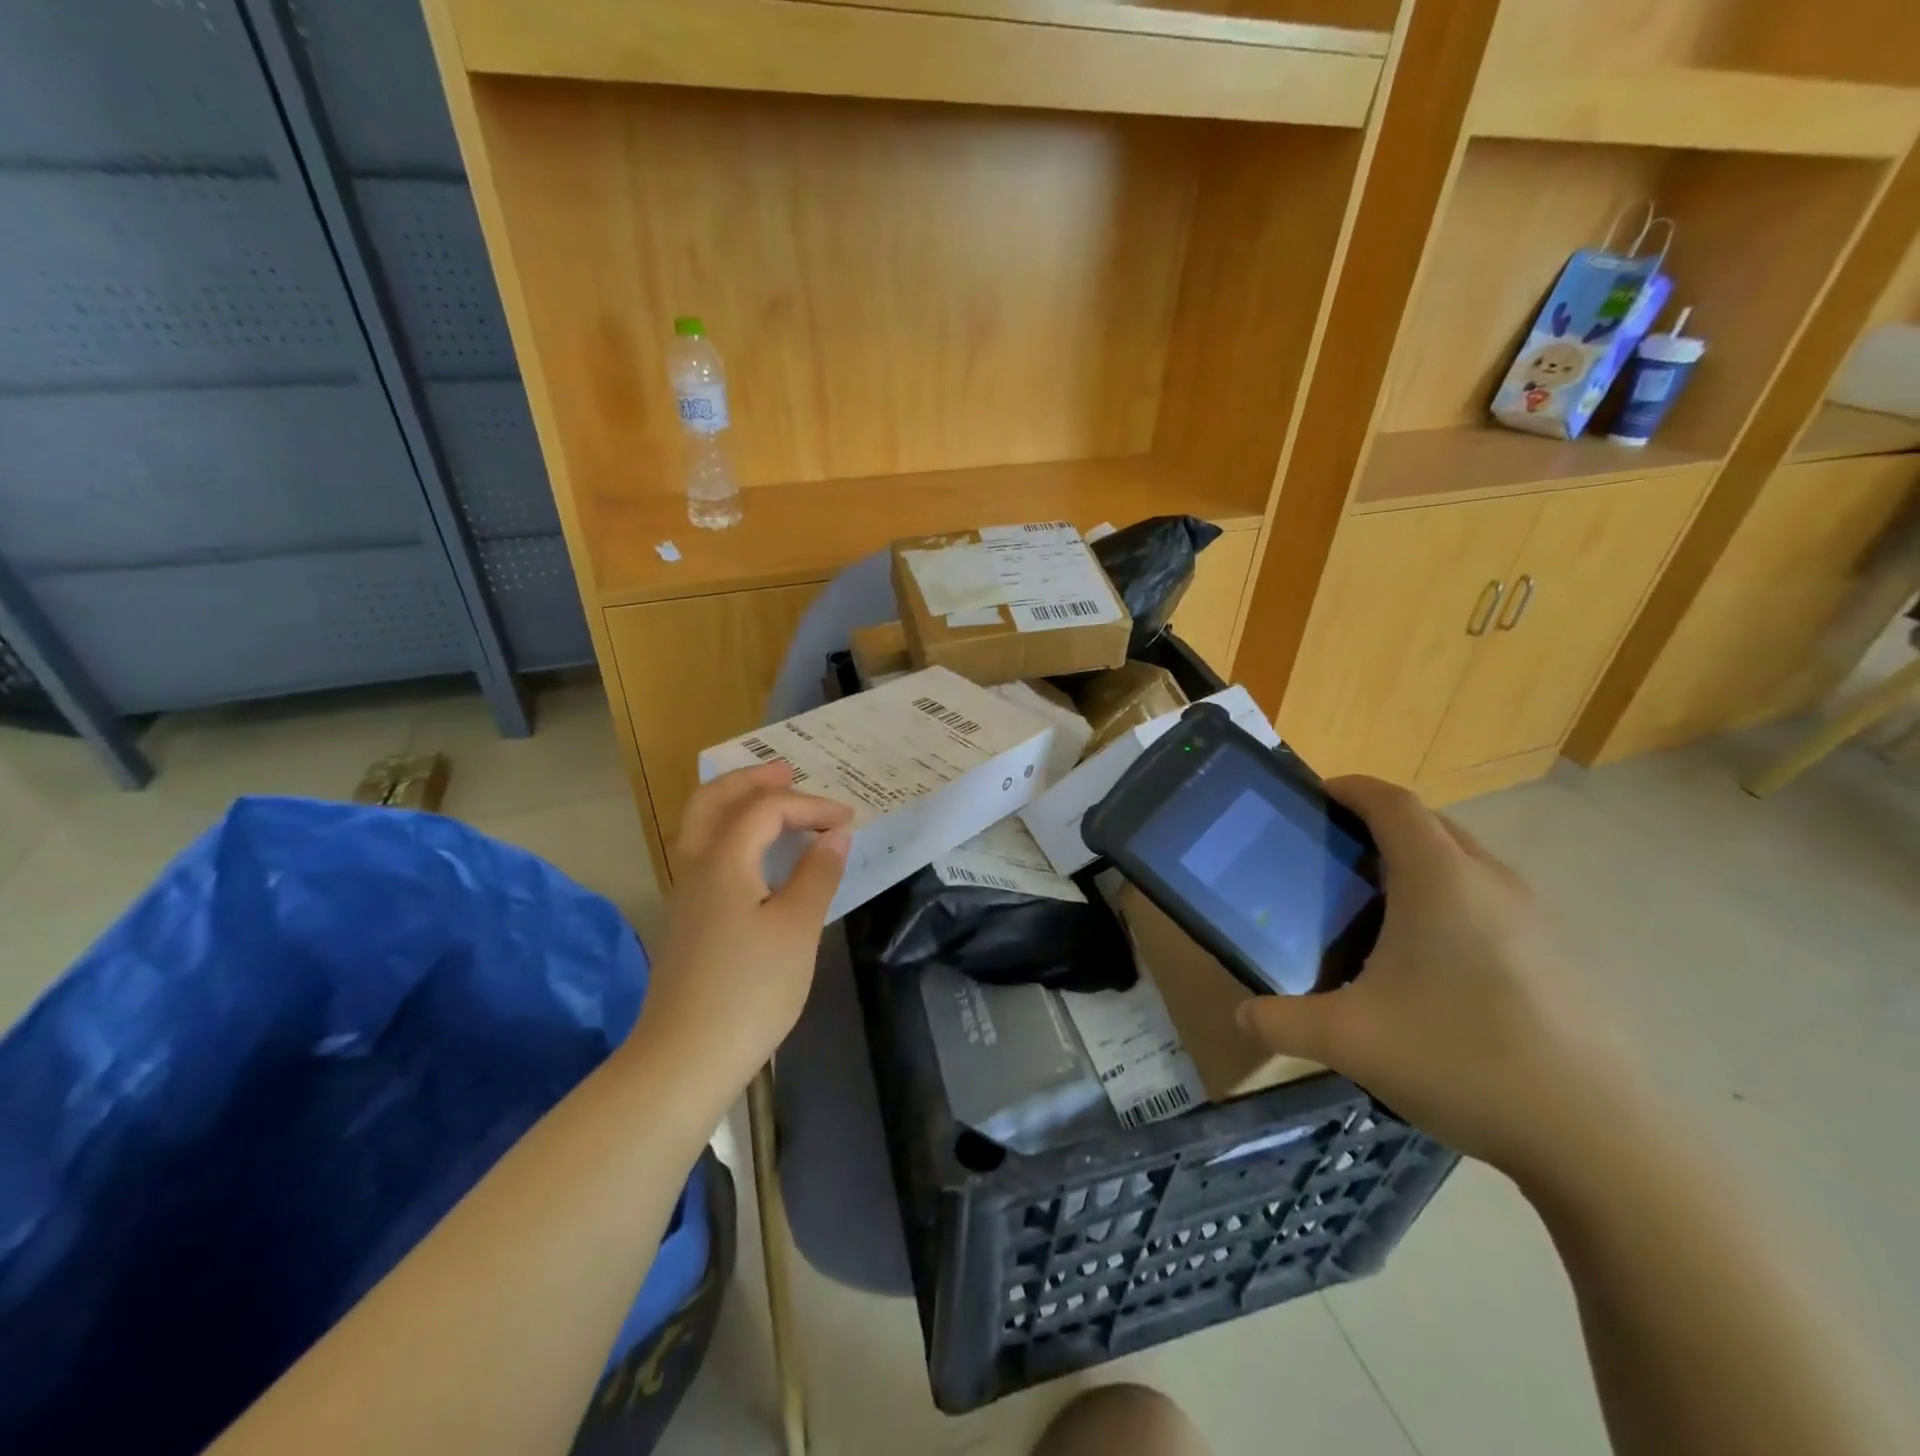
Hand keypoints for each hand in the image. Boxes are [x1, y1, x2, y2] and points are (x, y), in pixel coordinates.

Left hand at [633, 764, 851, 1092]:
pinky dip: (731, 833)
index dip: (809, 805)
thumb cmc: (750, 989)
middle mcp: (694, 867)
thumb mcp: (797, 928)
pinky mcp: (687, 921)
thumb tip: (835, 833)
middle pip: (712, 801)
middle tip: (788, 771)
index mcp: (721, 861)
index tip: (847, 820)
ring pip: (700, 826)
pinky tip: (756, 854)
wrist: (685, 1058)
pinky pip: (705, 853)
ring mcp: (684, 895)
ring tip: (771, 800)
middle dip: (751, 780)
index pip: (765, 809)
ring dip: (735, 803)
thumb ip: (817, 873)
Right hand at [1238, 776, 1644, 1179]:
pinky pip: (1494, 902)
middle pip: (1431, 824)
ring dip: (1421, 864)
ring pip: (1467, 863)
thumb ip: (1282, 1022)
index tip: (1317, 796)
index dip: (1352, 788)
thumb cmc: (1462, 1060)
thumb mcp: (1349, 1041)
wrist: (1601, 1140)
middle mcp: (1492, 882)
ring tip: (1380, 909)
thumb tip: (1244, 1016)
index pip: (1392, 802)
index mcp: (1439, 880)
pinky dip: (1455, 902)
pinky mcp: (1563, 956)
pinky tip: (1438, 966)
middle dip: (1380, 824)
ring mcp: (1537, 918)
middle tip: (1336, 856)